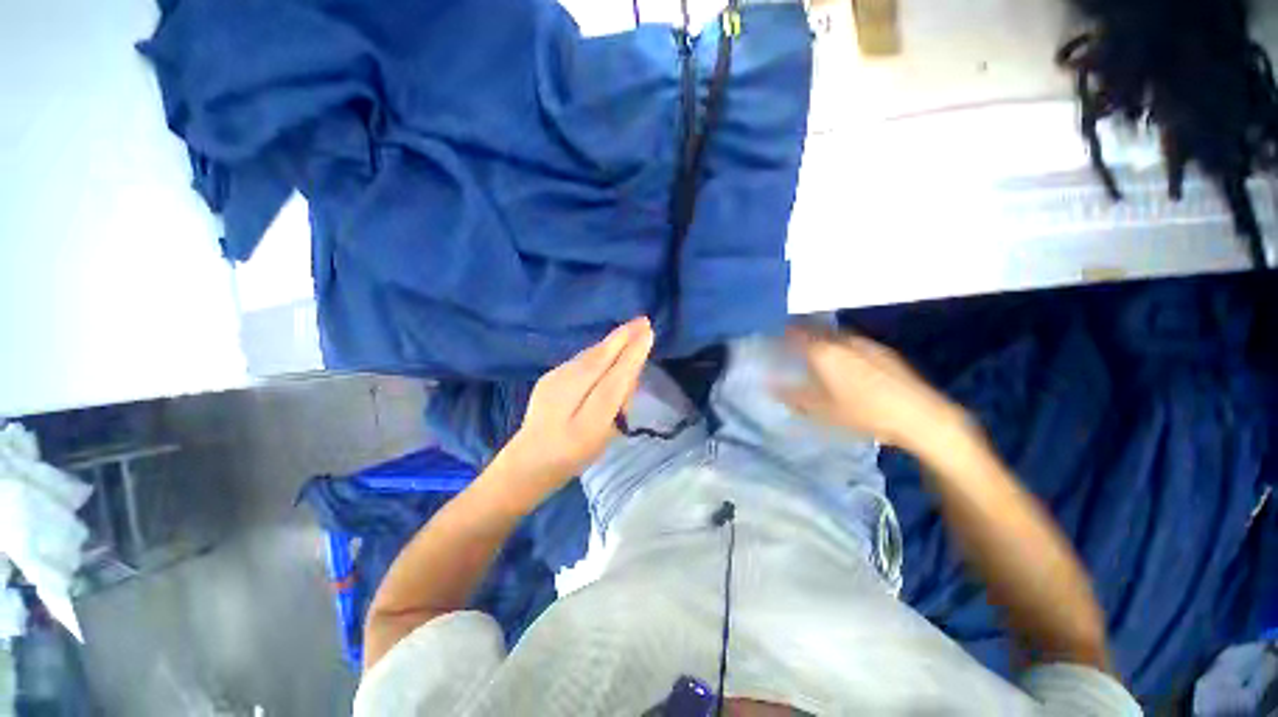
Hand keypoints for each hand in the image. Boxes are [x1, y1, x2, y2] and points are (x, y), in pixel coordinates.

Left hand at [497, 317, 653, 500]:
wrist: (528, 460)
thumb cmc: (573, 454)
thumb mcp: (603, 435)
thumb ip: (616, 403)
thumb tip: (629, 373)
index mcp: (585, 415)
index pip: (614, 376)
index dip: (632, 354)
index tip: (647, 333)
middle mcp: (567, 389)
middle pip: (600, 358)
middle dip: (622, 338)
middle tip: (642, 321)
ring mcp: (554, 380)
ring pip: (589, 357)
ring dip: (610, 342)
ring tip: (629, 329)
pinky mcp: (549, 377)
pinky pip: (580, 359)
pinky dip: (597, 351)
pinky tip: (607, 348)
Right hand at [779, 327, 966, 453]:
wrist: (918, 415)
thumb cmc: (863, 412)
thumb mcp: (821, 410)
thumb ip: (793, 396)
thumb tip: (771, 387)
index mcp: (823, 351)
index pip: (796, 333)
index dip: (783, 333)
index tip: (774, 337)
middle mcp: (842, 340)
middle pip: (816, 328)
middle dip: (802, 331)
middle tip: (793, 342)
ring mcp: (865, 343)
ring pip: (835, 333)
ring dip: (822, 337)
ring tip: (817, 350)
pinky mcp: (883, 351)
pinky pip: (853, 341)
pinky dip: (841, 345)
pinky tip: (846, 361)